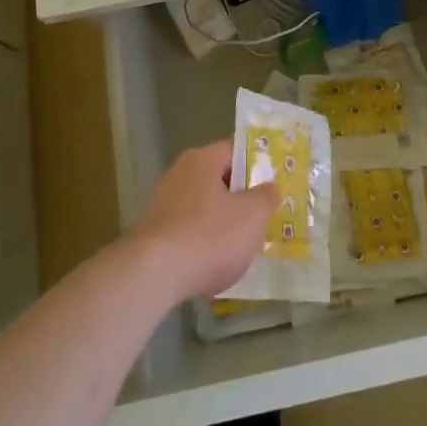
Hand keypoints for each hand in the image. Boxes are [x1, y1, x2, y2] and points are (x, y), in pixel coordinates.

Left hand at [129, 141, 277, 303]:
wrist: (153, 275)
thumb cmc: (209, 236)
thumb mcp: (253, 215)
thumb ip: (266, 197)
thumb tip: (269, 187)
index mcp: (203, 159)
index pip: (236, 151)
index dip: (258, 166)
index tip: (273, 186)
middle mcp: (180, 173)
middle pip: (219, 180)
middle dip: (241, 199)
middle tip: (262, 217)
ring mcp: (163, 203)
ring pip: (204, 208)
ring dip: (222, 224)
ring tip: (241, 248)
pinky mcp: (153, 233)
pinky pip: (188, 231)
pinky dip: (202, 244)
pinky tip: (213, 266)